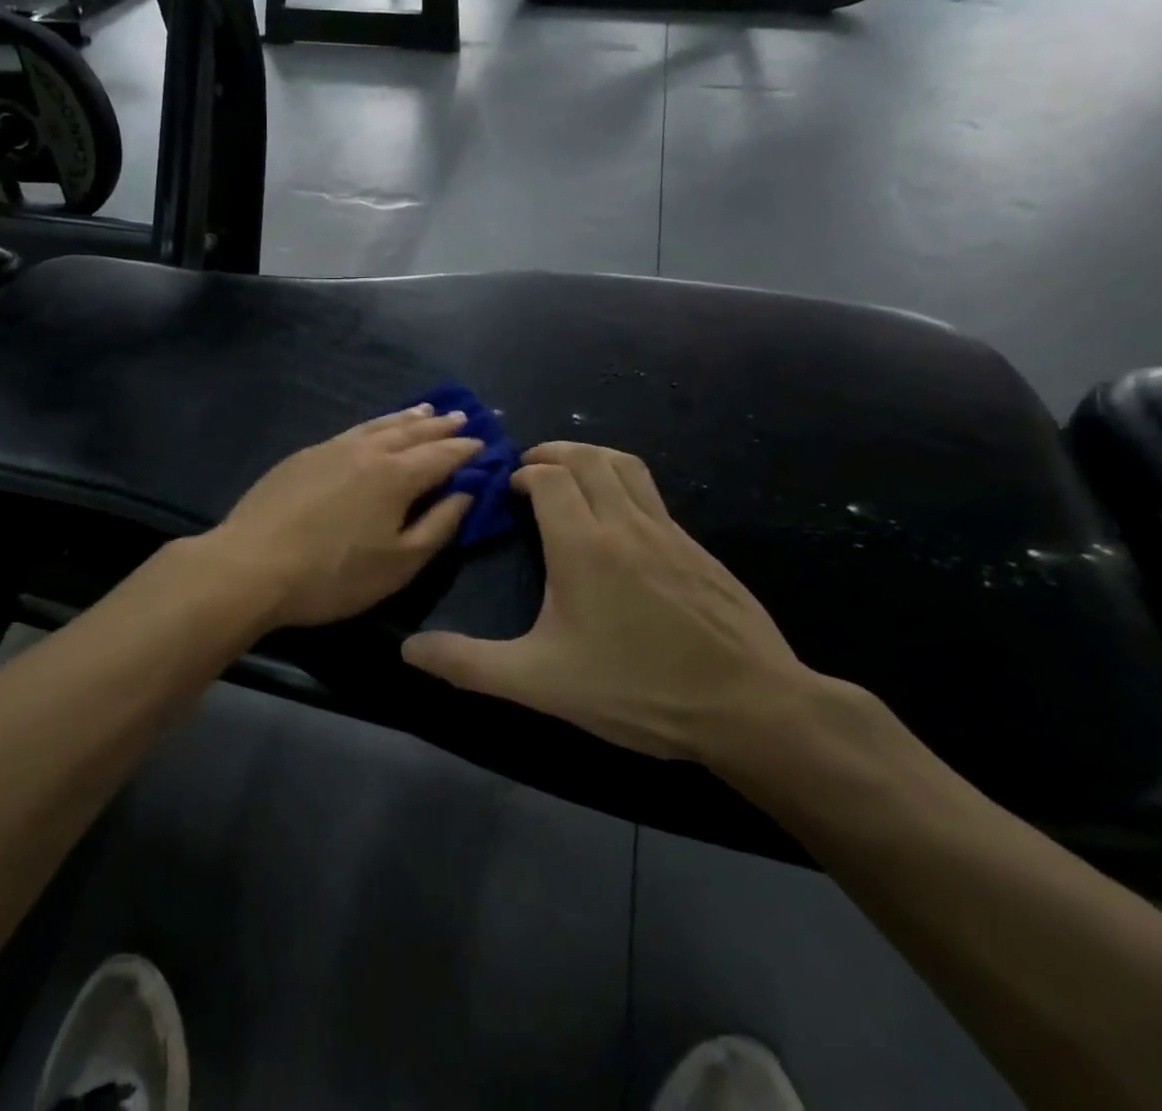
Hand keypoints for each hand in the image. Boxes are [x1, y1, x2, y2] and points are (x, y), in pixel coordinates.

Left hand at [202, 405, 481, 629]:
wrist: (251, 565)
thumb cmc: (333, 574)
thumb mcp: (399, 563)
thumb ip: (438, 525)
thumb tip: (465, 492)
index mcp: (396, 475)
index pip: (442, 455)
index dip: (466, 450)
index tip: (485, 443)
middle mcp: (367, 451)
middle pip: (412, 432)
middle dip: (441, 426)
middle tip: (463, 417)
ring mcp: (331, 448)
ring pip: (379, 425)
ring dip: (407, 418)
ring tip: (426, 411)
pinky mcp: (304, 455)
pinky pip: (352, 431)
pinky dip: (374, 425)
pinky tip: (373, 429)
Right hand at [400, 442, 810, 764]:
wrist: (752, 708)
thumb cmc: (637, 689)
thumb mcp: (541, 682)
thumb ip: (470, 663)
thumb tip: (409, 650)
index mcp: (583, 544)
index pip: (549, 477)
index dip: (524, 474)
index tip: (507, 491)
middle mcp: (625, 523)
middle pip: (587, 457)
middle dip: (552, 453)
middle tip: (529, 472)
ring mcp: (668, 532)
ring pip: (625, 466)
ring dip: (591, 458)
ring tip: (570, 477)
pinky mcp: (698, 549)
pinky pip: (652, 494)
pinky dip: (623, 484)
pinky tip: (619, 524)